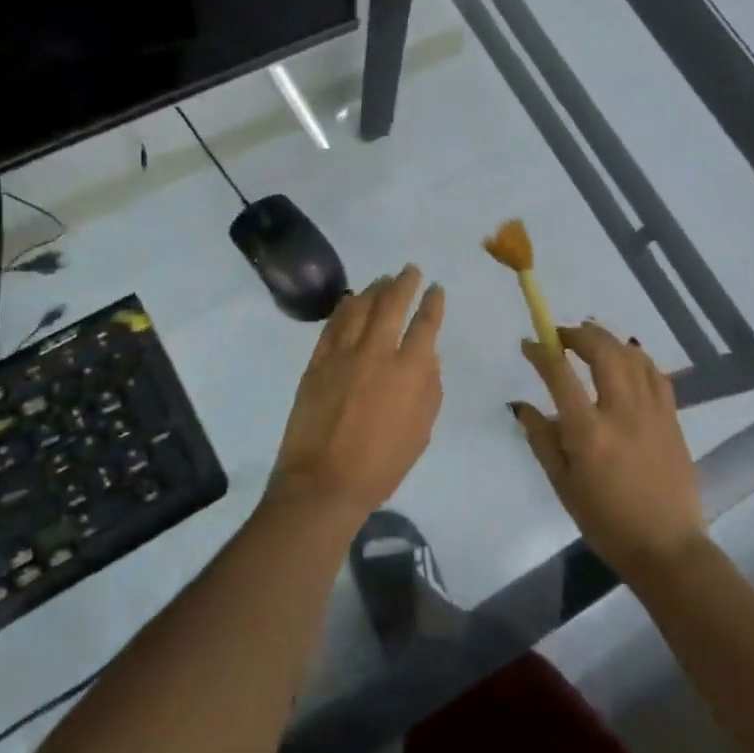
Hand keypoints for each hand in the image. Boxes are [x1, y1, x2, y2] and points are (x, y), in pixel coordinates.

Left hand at [268, 266, 444, 525]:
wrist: (323, 482)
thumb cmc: (381, 465)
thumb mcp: (421, 431)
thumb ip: (429, 389)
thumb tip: (428, 357)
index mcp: (409, 371)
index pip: (425, 325)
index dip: (433, 303)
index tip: (436, 289)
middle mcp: (377, 352)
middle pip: (392, 304)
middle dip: (404, 282)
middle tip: (410, 270)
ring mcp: (343, 353)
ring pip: (360, 307)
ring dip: (374, 289)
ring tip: (382, 279)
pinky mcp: (317, 361)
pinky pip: (333, 324)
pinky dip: (344, 307)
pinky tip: (350, 300)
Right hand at [513, 324, 709, 579]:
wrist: (667, 547)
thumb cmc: (606, 522)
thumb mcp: (562, 485)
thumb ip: (542, 440)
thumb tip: (521, 406)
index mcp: (588, 432)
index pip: (559, 374)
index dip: (541, 351)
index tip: (529, 344)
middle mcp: (621, 412)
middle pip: (602, 350)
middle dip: (578, 334)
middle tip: (561, 336)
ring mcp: (652, 412)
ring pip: (631, 355)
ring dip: (607, 341)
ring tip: (591, 343)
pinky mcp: (672, 418)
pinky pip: (655, 373)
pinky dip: (636, 358)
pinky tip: (626, 361)